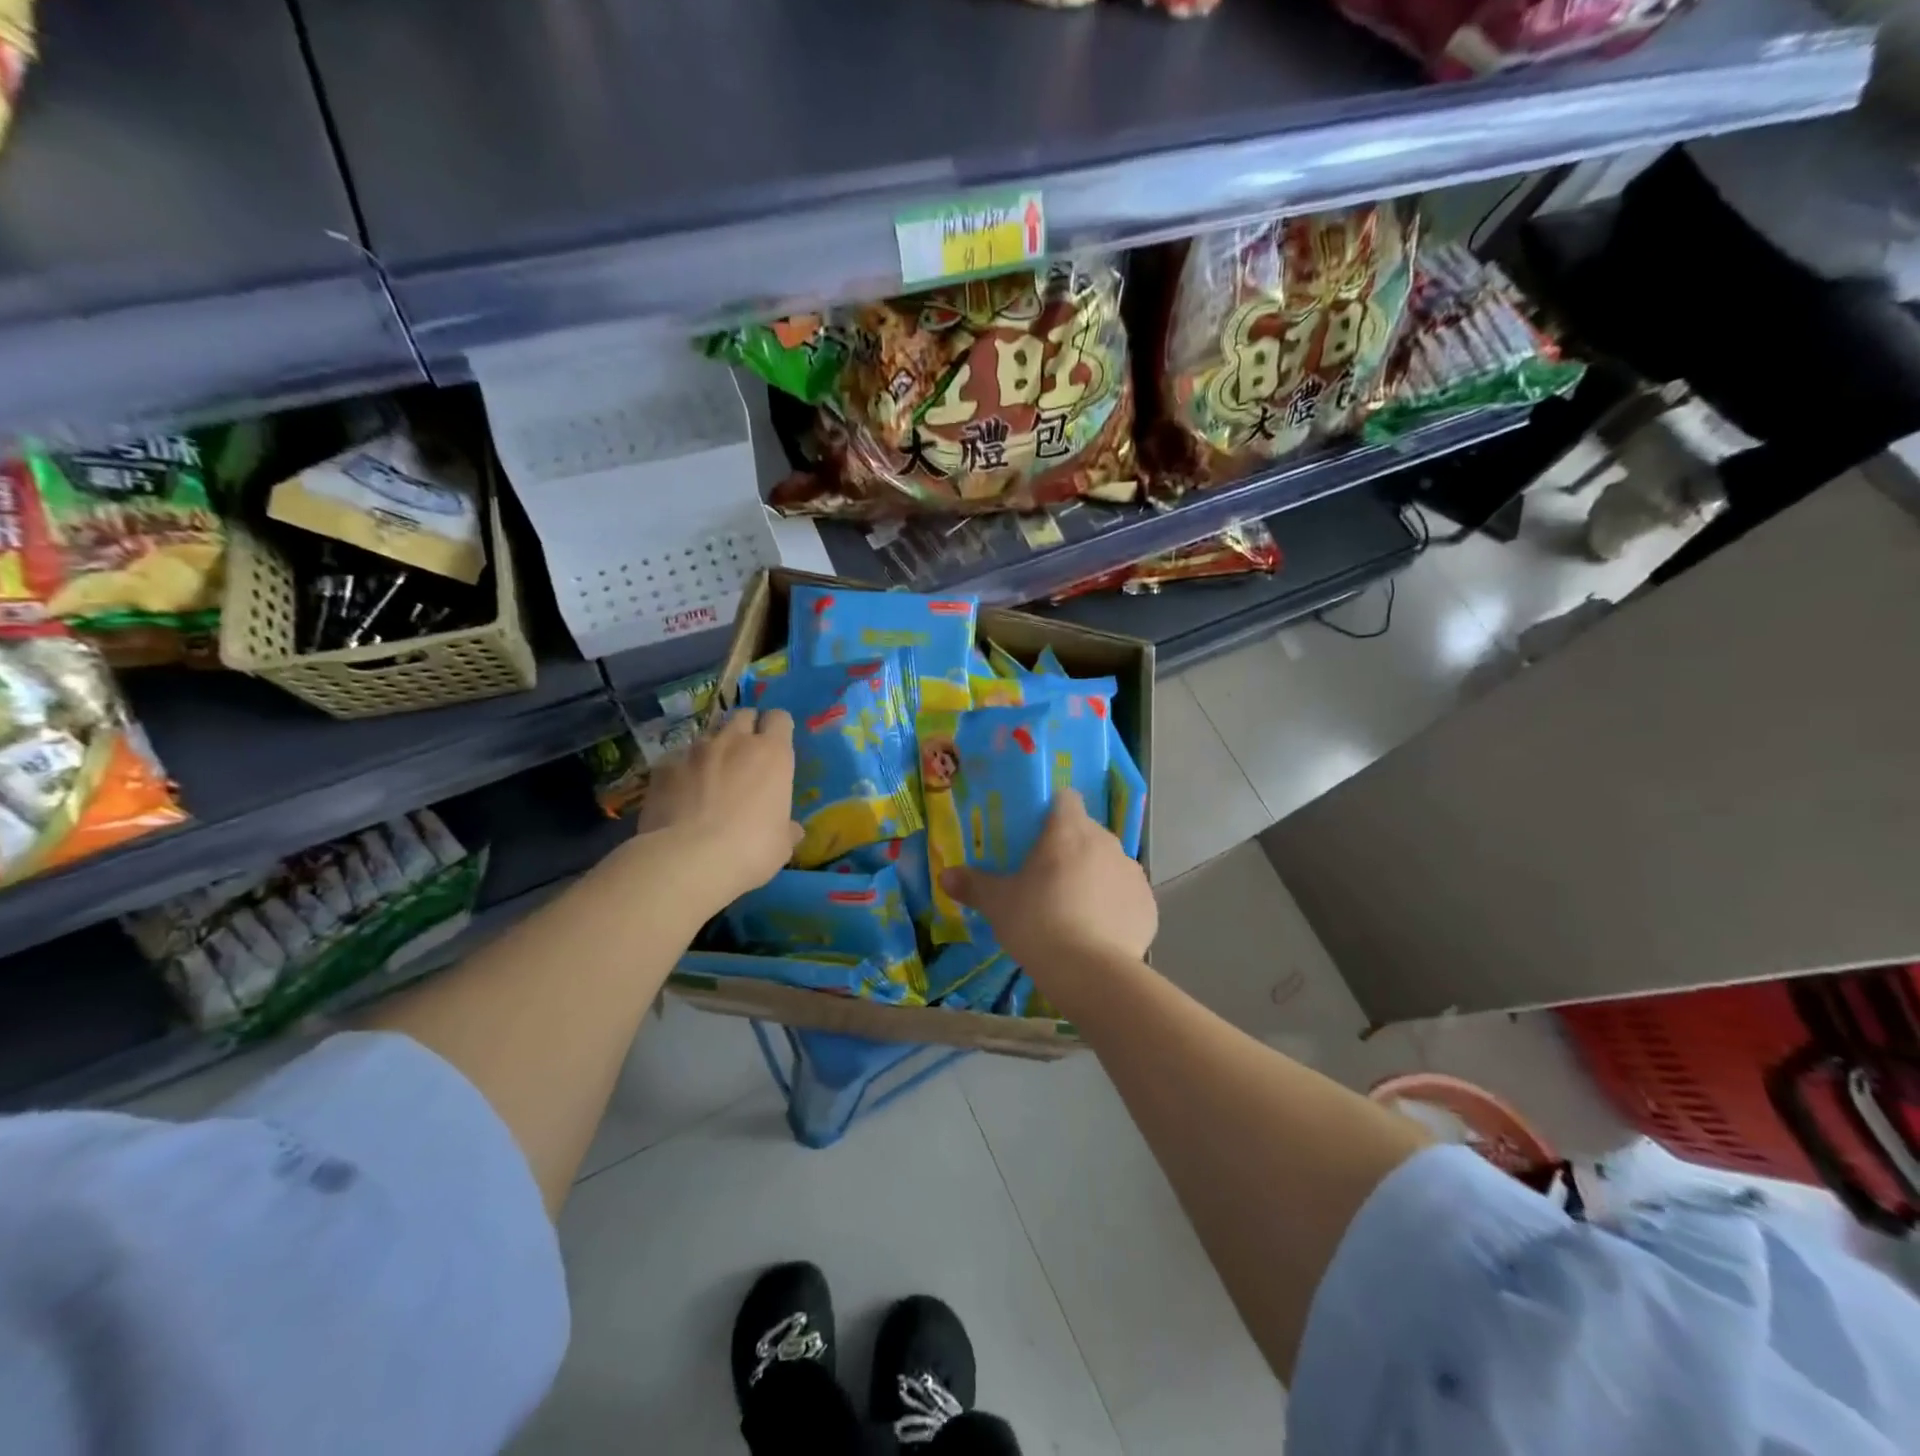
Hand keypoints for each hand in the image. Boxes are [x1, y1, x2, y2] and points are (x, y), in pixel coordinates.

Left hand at [635, 707, 802, 910]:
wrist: (688, 859)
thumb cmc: (751, 849)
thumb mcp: (781, 845)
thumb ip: (786, 828)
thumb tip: (792, 829)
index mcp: (772, 754)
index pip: (780, 718)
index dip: (778, 729)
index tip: (777, 745)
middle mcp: (735, 741)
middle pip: (744, 715)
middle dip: (747, 729)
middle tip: (746, 757)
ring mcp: (696, 750)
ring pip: (709, 735)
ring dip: (714, 750)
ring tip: (711, 777)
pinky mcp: (664, 766)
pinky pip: (677, 759)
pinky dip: (682, 771)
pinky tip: (680, 795)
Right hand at [941, 791, 1155, 977]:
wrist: (1090, 972)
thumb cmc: (1038, 923)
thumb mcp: (998, 904)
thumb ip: (972, 885)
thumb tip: (945, 876)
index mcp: (1068, 830)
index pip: (1065, 799)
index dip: (1052, 811)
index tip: (1037, 833)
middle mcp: (1106, 841)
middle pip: (1087, 832)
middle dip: (1070, 848)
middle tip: (1047, 877)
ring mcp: (1132, 872)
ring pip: (1109, 863)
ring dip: (1094, 875)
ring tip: (1073, 908)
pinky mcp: (1148, 904)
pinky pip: (1127, 895)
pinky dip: (1115, 905)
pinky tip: (1099, 931)